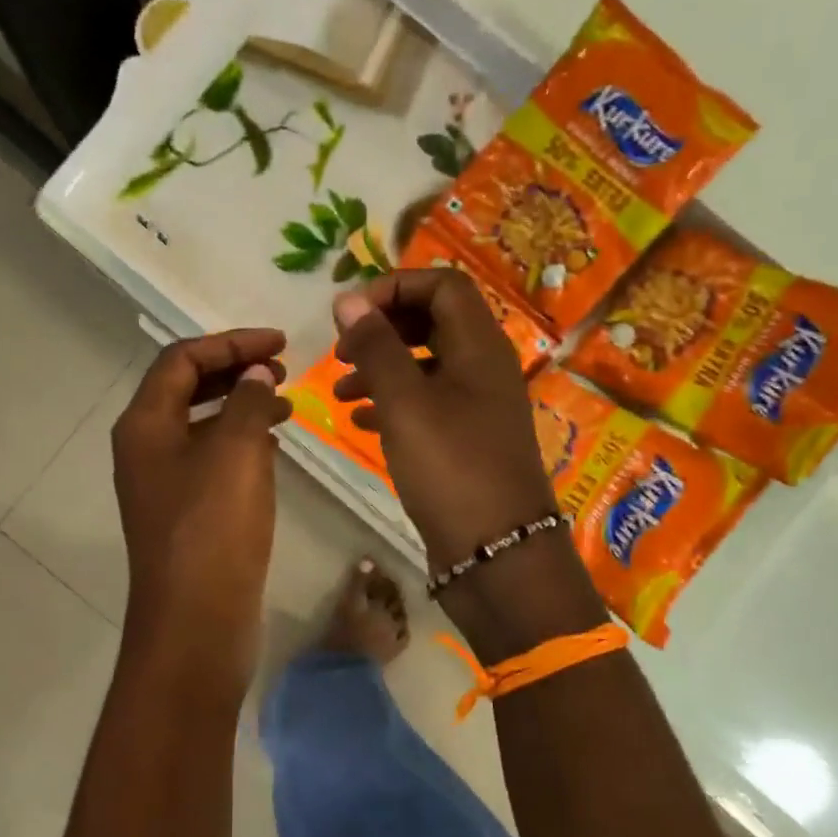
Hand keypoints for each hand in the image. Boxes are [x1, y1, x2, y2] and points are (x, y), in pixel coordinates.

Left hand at [112, 329, 291, 694]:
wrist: (196, 621)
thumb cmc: (213, 528)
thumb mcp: (236, 452)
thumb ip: (248, 400)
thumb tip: (257, 372)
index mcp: (145, 425)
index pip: (182, 360)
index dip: (231, 343)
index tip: (280, 344)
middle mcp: (146, 448)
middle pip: (186, 388)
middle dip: (234, 370)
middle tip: (283, 367)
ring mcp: (164, 483)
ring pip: (201, 425)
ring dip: (240, 405)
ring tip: (286, 402)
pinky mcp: (185, 512)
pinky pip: (211, 459)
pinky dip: (241, 442)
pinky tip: (273, 446)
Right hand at [331, 271, 554, 568]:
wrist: (496, 552)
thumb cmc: (451, 468)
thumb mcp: (406, 403)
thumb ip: (376, 347)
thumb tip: (349, 300)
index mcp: (480, 347)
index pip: (443, 284)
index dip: (395, 286)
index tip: (350, 313)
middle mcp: (484, 369)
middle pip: (433, 322)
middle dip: (384, 328)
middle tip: (343, 350)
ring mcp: (477, 408)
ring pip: (426, 366)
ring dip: (382, 368)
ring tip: (341, 390)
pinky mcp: (466, 442)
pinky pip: (427, 405)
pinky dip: (393, 404)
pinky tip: (360, 421)